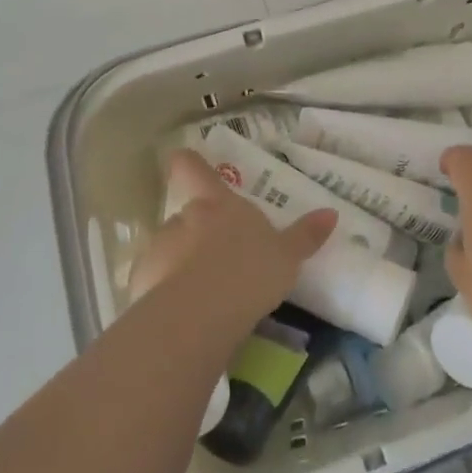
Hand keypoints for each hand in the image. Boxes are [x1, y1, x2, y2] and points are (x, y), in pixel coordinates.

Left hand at [131, 150, 336, 332]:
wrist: (200, 314)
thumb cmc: (249, 272)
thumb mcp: (286, 256)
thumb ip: (305, 235)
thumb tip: (331, 213)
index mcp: (217, 204)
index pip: (194, 169)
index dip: (189, 162)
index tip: (182, 157)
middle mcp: (183, 218)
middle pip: (185, 215)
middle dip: (197, 232)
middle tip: (218, 257)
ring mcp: (158, 249)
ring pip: (169, 249)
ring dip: (180, 263)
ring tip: (203, 294)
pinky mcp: (140, 283)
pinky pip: (155, 282)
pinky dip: (165, 293)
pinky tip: (184, 315)